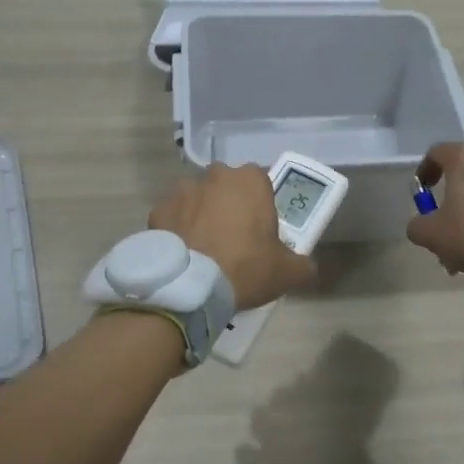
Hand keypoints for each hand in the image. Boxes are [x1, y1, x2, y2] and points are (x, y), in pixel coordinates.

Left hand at [148, 165, 315, 309]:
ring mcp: (183, 190)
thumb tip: (305, 266)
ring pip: (198, 198)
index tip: (260, 230)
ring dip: (202, 214)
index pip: (261, 183)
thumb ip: (303, 263)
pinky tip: (183, 254)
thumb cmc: (245, 268)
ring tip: (204, 248)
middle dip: (230, 205)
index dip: (261, 205)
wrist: (190, 287)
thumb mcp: (288, 272)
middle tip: (234, 239)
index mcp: (250, 180)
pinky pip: (173, 217)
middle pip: (227, 186)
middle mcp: (216, 175)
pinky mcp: (158, 210)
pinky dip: (177, 230)